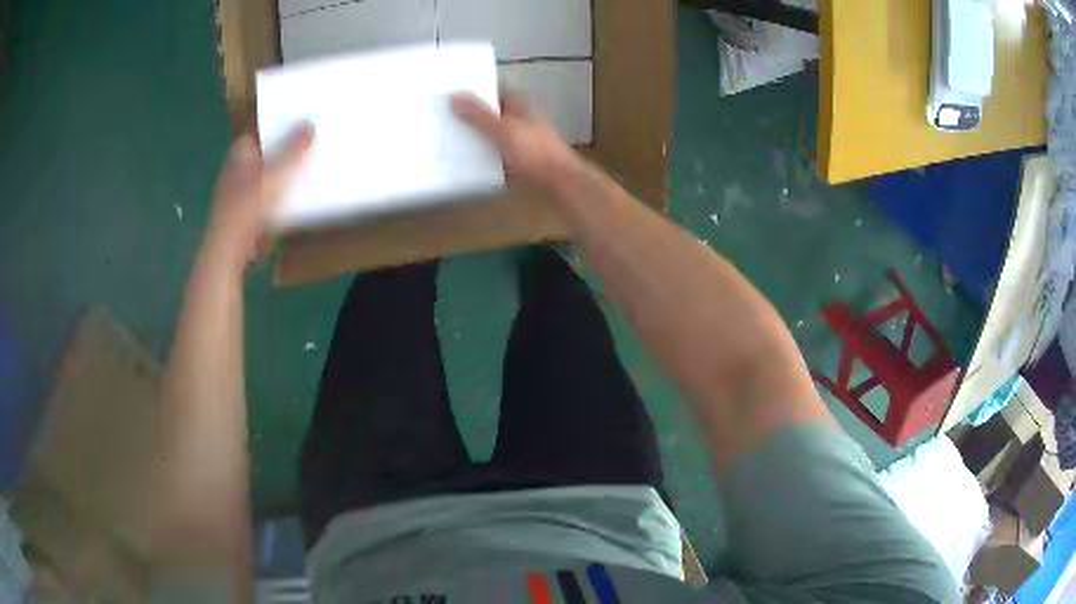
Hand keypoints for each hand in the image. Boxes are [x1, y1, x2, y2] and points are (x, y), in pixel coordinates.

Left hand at [203, 125, 314, 271]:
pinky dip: (269, 203)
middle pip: (258, 157)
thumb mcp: (279, 171)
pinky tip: (285, 208)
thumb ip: (294, 148)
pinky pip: (257, 204)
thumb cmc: (251, 204)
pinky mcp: (237, 219)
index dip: (274, 130)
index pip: (256, 134)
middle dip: (276, 156)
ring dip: (273, 181)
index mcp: (239, 153)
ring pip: (257, 181)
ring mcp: (233, 196)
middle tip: (302, 153)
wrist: (229, 248)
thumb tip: (308, 124)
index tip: (295, 130)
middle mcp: (233, 171)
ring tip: (298, 180)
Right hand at [451, 93, 580, 189]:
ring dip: (487, 141)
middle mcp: (528, 124)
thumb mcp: (503, 130)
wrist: (561, 181)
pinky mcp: (530, 166)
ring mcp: (531, 145)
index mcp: (523, 110)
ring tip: (460, 145)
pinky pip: (506, 161)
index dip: (484, 93)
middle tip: (454, 122)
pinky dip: (494, 162)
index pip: (502, 94)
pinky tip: (478, 169)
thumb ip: (479, 115)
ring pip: (504, 139)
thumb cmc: (534, 152)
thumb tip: (454, 97)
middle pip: (501, 117)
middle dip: (482, 119)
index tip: (462, 97)